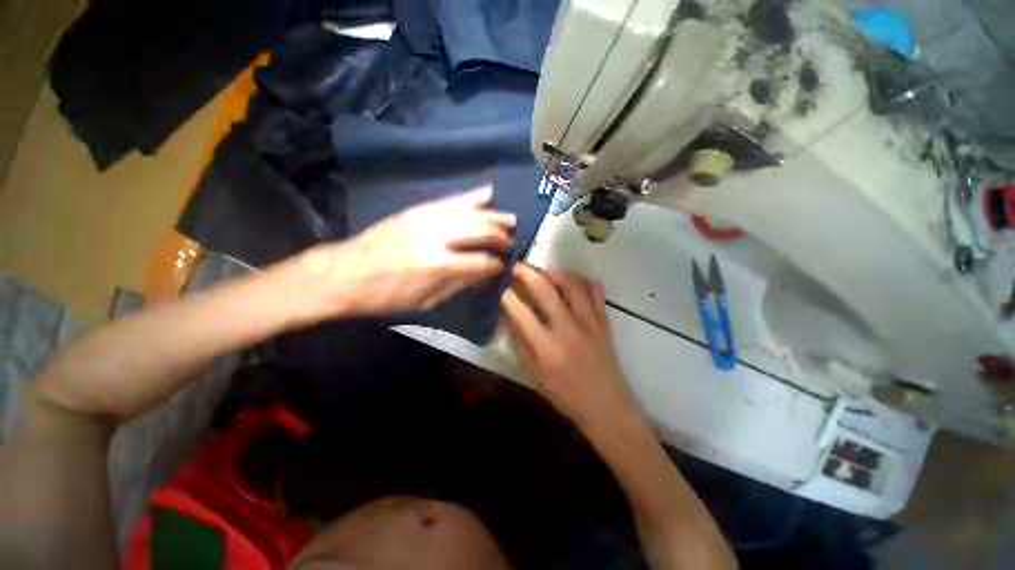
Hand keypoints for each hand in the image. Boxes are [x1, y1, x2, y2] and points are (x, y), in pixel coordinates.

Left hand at [293, 186, 515, 318]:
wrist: (345, 273)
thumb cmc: (386, 296)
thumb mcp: (426, 301)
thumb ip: (458, 285)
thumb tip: (483, 274)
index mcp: (438, 265)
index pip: (481, 262)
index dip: (496, 266)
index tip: (502, 268)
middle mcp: (437, 236)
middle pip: (481, 231)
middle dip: (501, 238)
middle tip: (509, 244)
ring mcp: (427, 218)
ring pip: (471, 212)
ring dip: (494, 216)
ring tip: (509, 220)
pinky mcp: (418, 210)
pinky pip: (452, 200)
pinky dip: (472, 197)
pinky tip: (488, 194)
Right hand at [501, 264, 637, 431]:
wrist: (606, 406)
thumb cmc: (566, 395)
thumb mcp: (534, 374)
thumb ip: (520, 343)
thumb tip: (509, 317)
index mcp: (546, 346)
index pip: (521, 311)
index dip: (508, 297)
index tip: (503, 290)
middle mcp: (567, 327)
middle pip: (544, 289)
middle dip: (527, 273)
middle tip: (518, 267)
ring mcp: (589, 321)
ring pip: (571, 284)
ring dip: (554, 273)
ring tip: (543, 272)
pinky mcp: (604, 321)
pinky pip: (596, 291)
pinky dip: (583, 281)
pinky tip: (573, 282)